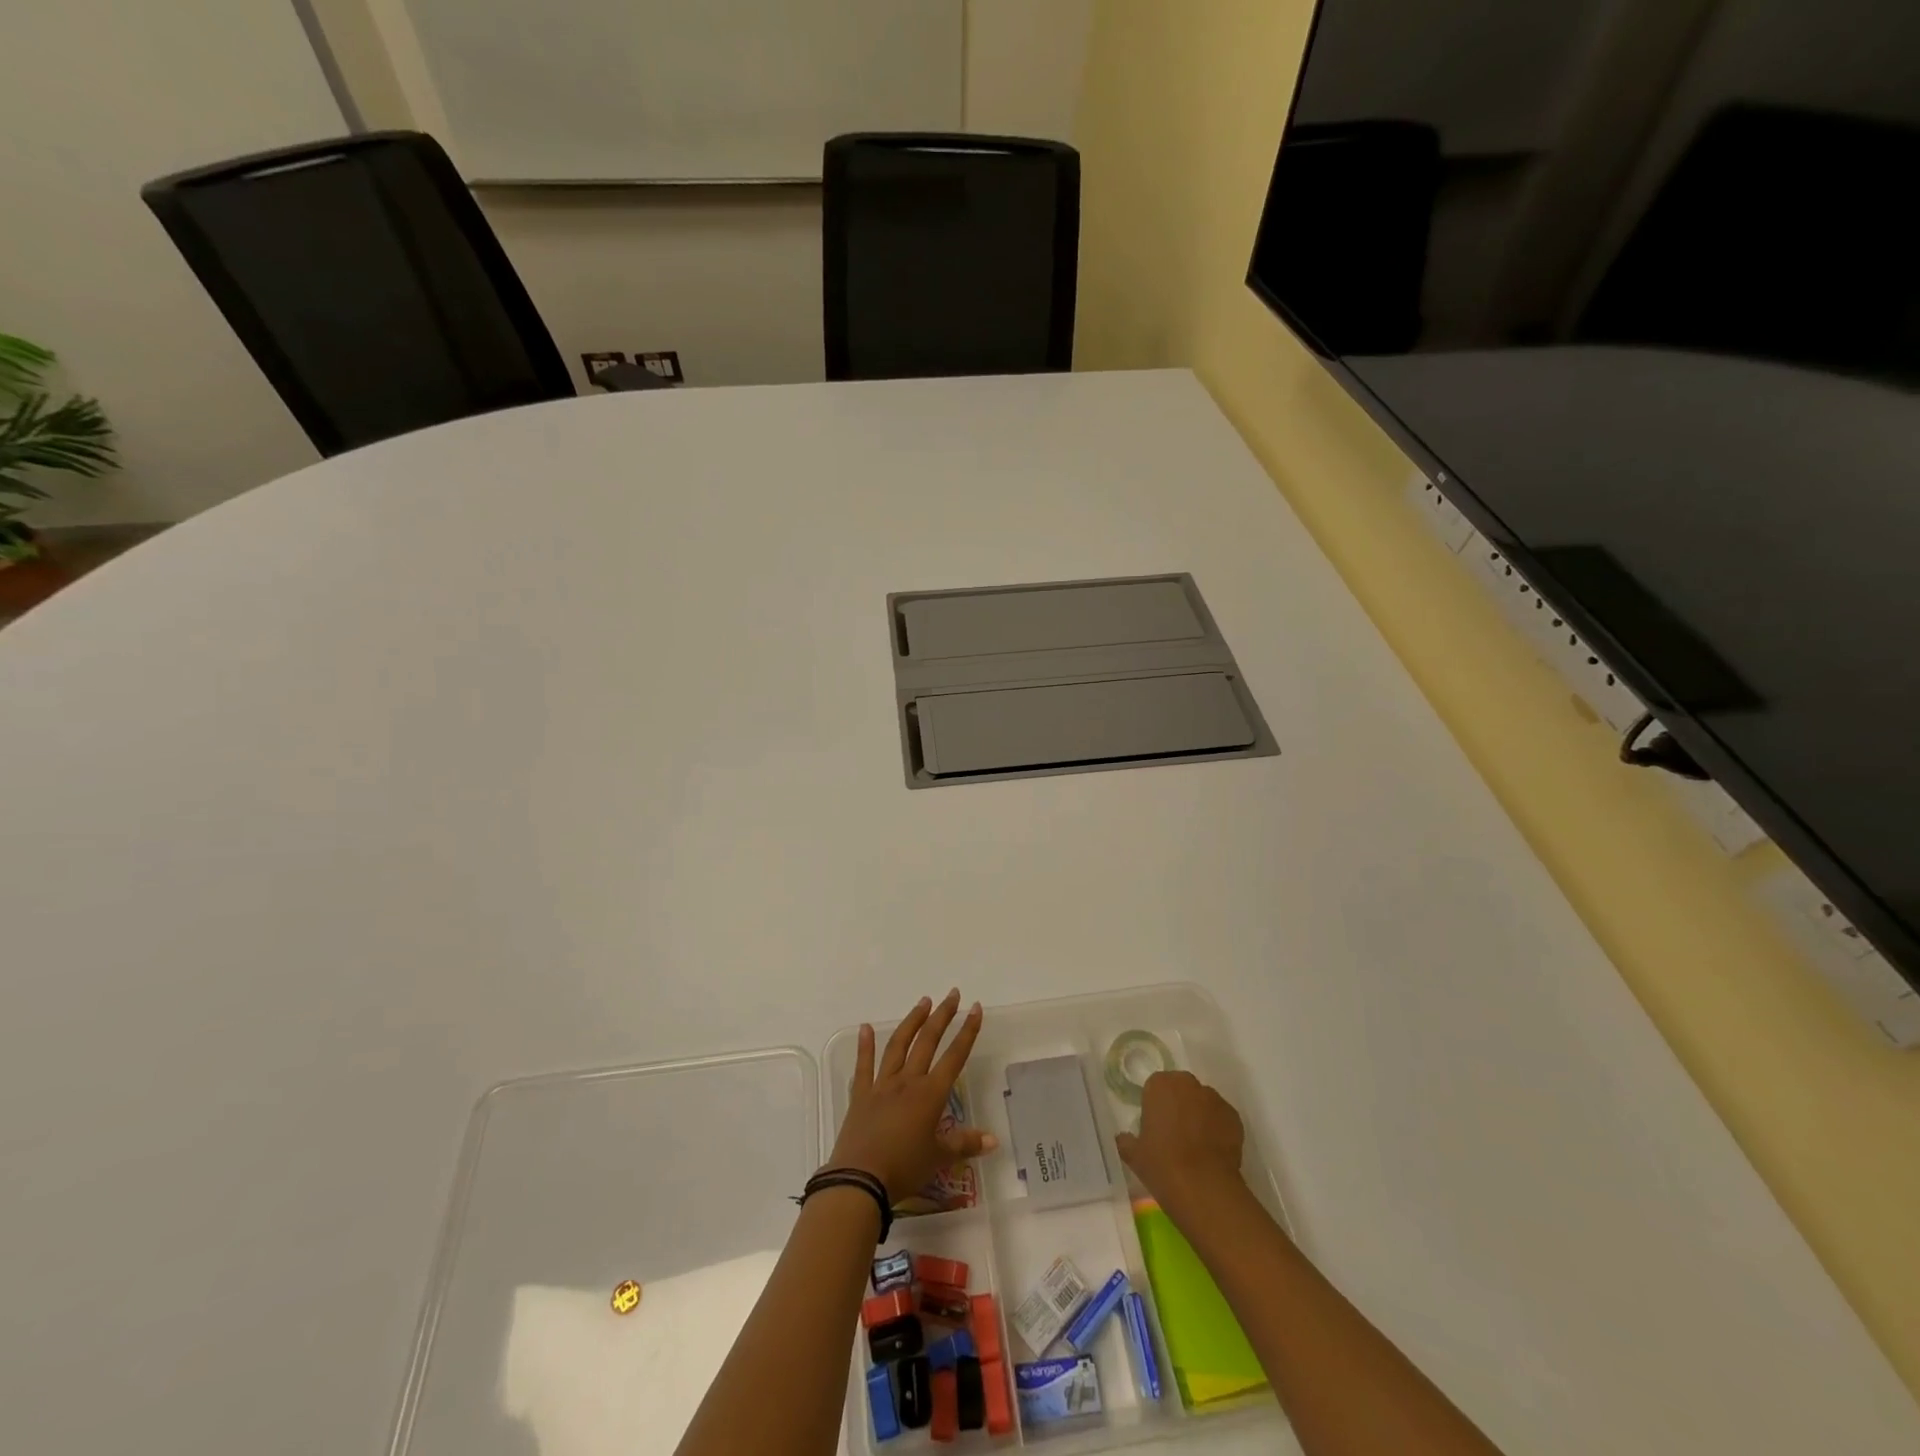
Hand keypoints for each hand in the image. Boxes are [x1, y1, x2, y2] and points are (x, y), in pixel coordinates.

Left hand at [827, 990, 996, 1201]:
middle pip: (928, 1041)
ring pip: (899, 1045)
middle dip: (942, 1016)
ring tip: (923, 1002)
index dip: (967, 1032)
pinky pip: (864, 1065)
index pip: (954, 1056)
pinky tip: (865, 1027)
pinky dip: (865, 1045)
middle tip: (952, 995)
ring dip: (912, 1021)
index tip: (975, 1008)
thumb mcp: (939, 1158)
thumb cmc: (904, 1169)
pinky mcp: (861, 1095)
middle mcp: (908, 1081)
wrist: (860, 1180)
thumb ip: (965, 1144)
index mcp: (930, 1094)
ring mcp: (882, 1085)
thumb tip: (994, 1139)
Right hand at [1114, 1070, 1245, 1208]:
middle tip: (1176, 1133)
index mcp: (1160, 1084)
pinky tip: (1214, 1152)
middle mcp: (1188, 1084)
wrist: (1203, 1187)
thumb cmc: (1162, 1165)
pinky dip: (1218, 1128)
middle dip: (1179, 1105)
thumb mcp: (1134, 1155)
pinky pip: (1222, 1118)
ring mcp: (1214, 1099)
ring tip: (1198, 1145)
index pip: (1156, 1087)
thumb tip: (1123, 1138)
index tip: (1156, 1127)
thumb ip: (1126, 1140)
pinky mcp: (1234, 1117)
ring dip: (1200, 1115)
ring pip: (1204, 1102)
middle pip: (1182, 1089)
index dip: (1156, 1106)